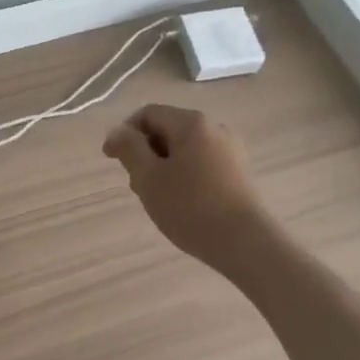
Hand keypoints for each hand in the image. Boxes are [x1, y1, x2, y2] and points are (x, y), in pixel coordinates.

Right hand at [102, 104, 266, 271]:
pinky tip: (181, 203)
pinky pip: (202, 163)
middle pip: (167, 130)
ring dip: (163, 167)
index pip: (148, 114)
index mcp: (191, 123)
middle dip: (145, 153)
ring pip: (184, 149)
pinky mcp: (240, 173)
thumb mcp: (148, 177)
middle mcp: (214, 128)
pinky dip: (184, 175)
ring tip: (157, 198)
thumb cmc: (191, 207)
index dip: (124, 133)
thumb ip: (129, 148)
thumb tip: (119, 131)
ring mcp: (231, 151)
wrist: (248, 245)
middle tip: (136, 185)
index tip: (111, 160)